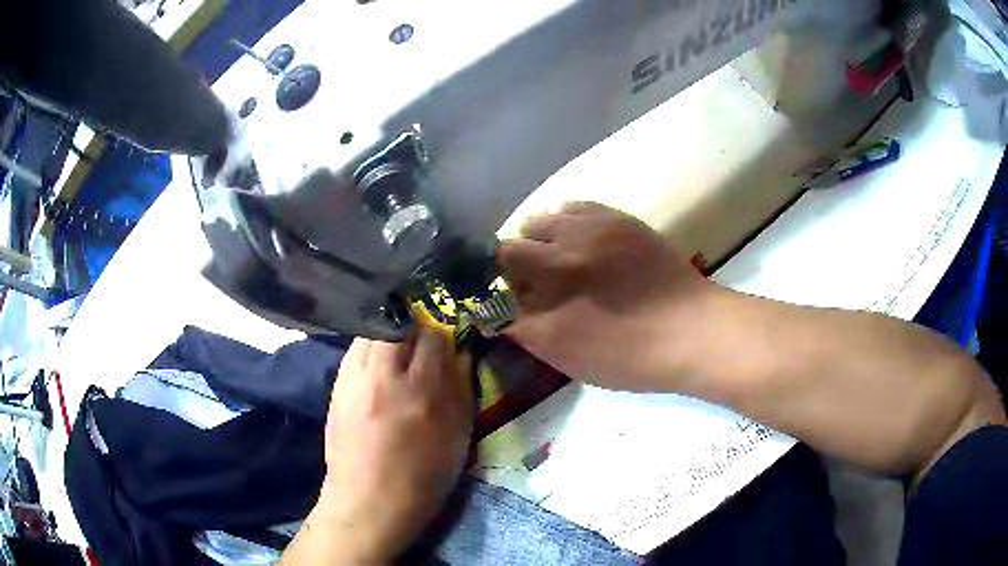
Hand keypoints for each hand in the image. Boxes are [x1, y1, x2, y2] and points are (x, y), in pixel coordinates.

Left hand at [309, 324, 471, 563]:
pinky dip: (370, 344)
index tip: (450, 326)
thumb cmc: (423, 476)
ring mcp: (353, 378)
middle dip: (414, 317)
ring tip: (402, 339)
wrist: (368, 501)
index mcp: (420, 389)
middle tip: (426, 327)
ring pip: (371, 329)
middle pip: (397, 320)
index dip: (444, 324)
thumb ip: (461, 386)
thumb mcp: (457, 435)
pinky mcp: (336, 386)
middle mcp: (383, 375)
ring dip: (390, 326)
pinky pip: (355, 349)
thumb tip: (461, 349)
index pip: (432, 333)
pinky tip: (379, 359)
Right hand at [498, 202, 713, 390]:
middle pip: (520, 236)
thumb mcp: (567, 355)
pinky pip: (577, 208)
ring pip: (548, 217)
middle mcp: (569, 238)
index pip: (502, 260)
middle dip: (518, 260)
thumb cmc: (628, 352)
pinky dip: (568, 223)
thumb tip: (498, 314)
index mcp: (553, 271)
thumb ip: (524, 329)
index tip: (511, 300)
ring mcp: (597, 223)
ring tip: (561, 263)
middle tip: (538, 287)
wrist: (691, 331)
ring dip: (543, 239)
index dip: (497, 280)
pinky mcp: (621, 219)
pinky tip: (583, 245)